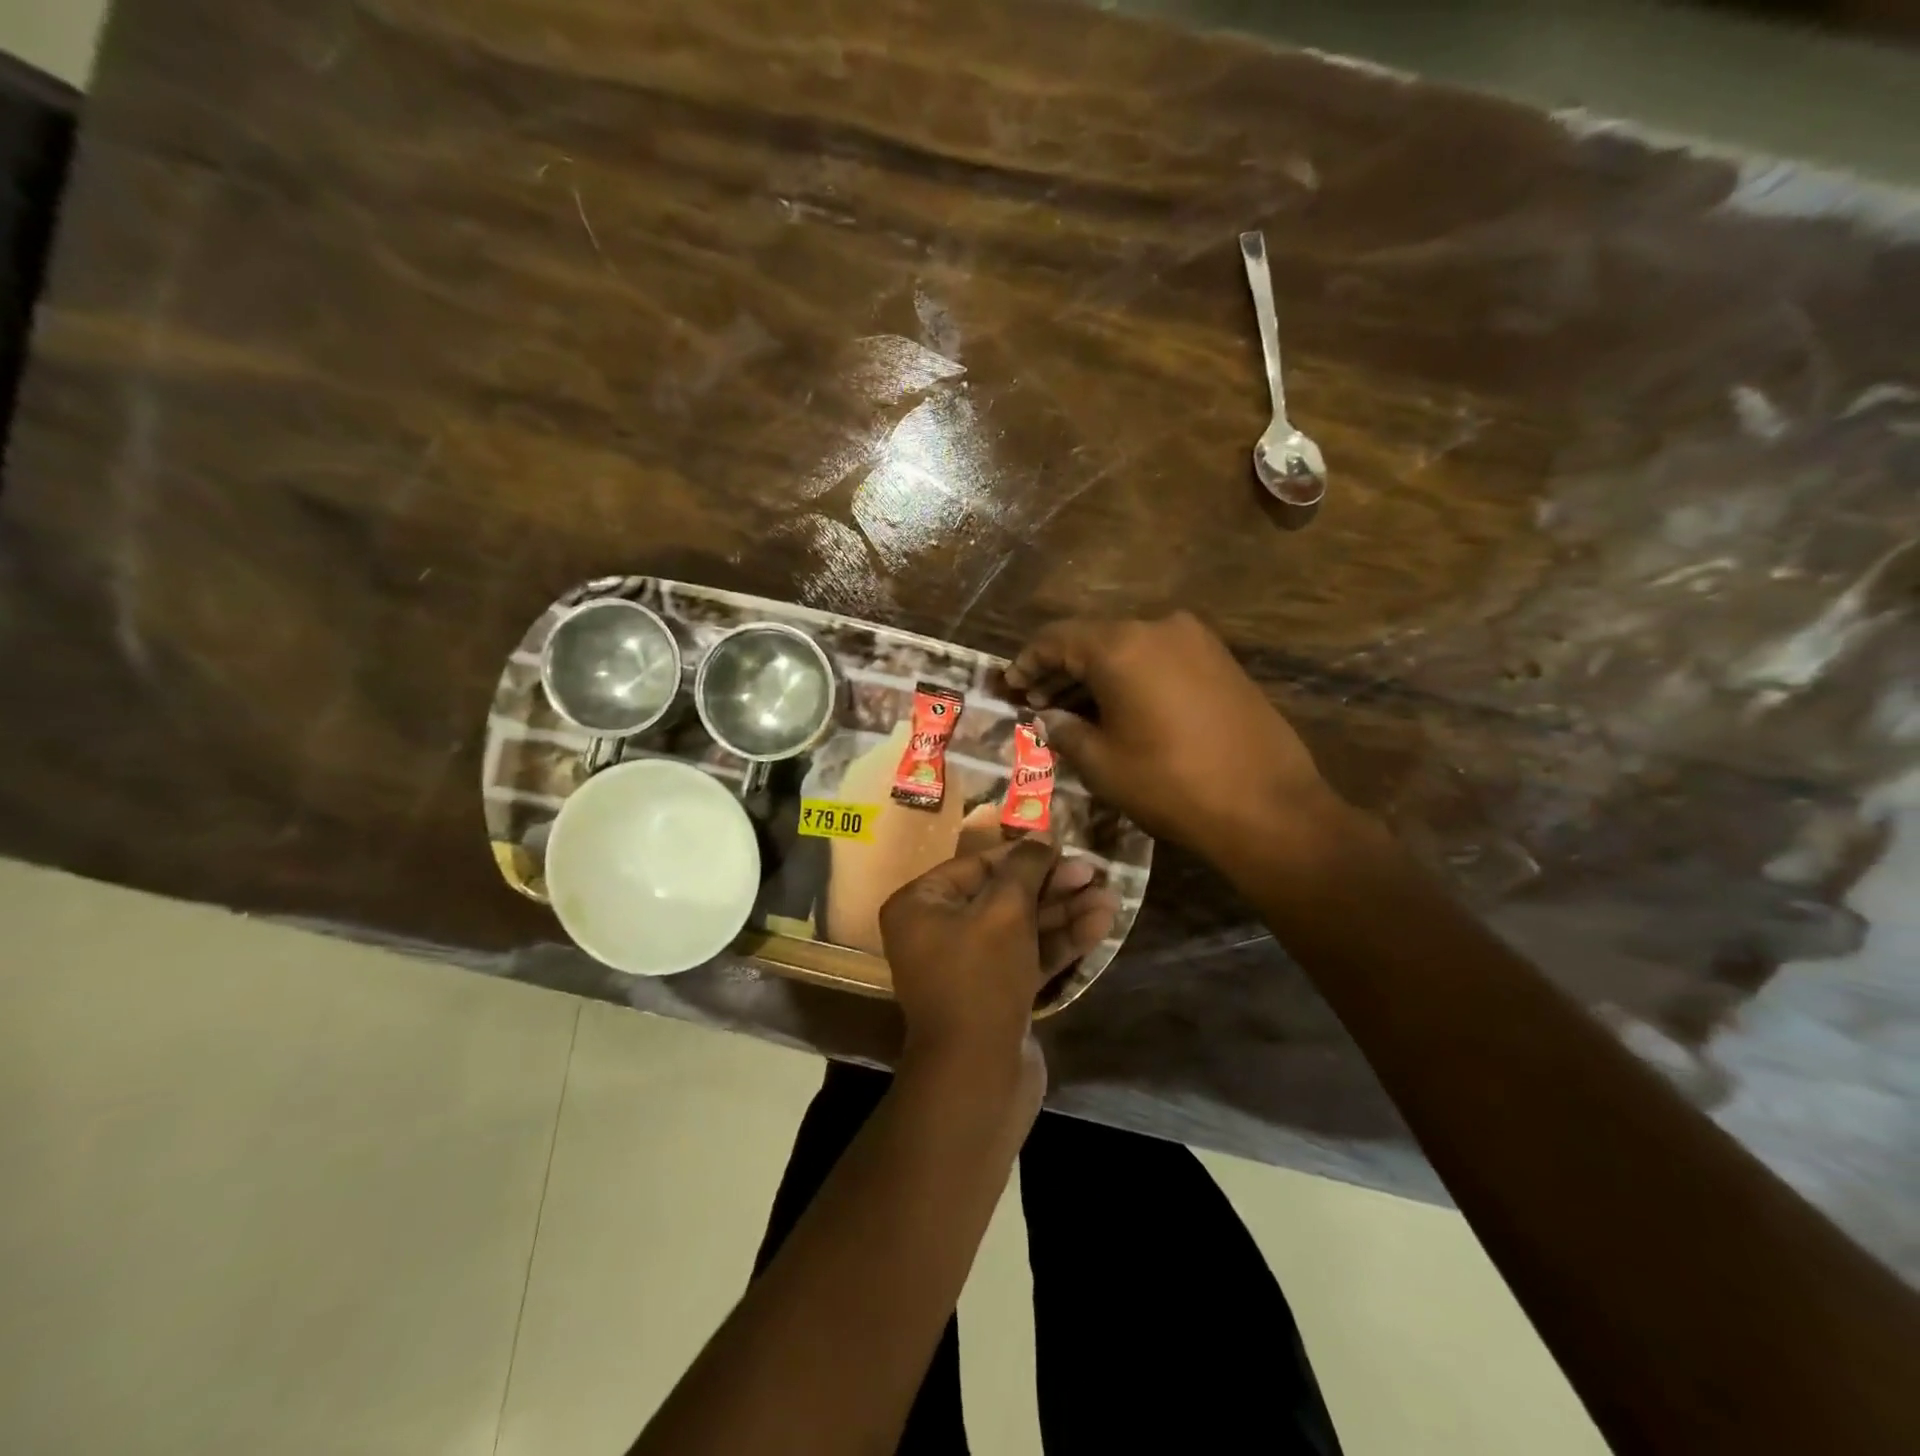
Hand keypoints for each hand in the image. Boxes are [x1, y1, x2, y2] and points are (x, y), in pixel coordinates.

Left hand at [880, 838, 1116, 1087]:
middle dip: (1050, 885)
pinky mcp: (997, 994)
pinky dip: (1060, 942)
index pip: (976, 866)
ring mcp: (968, 966)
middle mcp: (938, 931)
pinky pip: (1028, 956)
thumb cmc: (981, 978)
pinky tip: (1100, 925)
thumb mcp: (1004, 912)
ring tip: (1110, 897)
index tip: (1064, 848)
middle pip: (1002, 895)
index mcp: (920, 906)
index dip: (1023, 856)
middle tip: (1095, 873)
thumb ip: (1025, 869)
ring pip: (1021, 927)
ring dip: (1064, 912)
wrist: (978, 1077)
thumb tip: (1042, 838)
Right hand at [1004, 611, 1346, 869]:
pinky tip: (1119, 707)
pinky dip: (1131, 676)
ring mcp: (1195, 640)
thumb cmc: (1170, 784)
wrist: (1267, 805)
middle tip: (1037, 701)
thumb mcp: (1102, 763)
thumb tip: (1048, 717)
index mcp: (1121, 646)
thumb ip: (1065, 730)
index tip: (1011, 686)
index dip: (1027, 662)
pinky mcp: (1220, 660)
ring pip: (1128, 648)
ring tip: (1073, 709)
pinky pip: (1159, 658)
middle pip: (1092, 639)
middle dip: (1060, 669)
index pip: (1056, 639)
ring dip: (1096, 674)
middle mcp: (1158, 627)